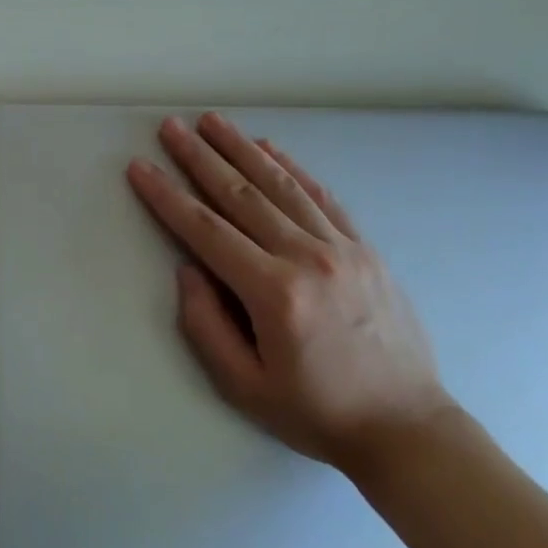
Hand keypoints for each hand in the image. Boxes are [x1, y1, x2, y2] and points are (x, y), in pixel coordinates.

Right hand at [126, 113, 454, 470]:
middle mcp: (307, 258)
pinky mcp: (364, 247)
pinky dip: (292, 167)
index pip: (207, 231)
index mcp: (274, 294)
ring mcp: (341, 247)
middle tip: (171, 127)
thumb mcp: (245, 388)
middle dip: (200, 157)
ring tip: (213, 121)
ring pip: (281, 185)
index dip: (168, 196)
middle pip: (242, 195)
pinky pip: (321, 195)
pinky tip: (269, 147)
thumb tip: (188, 270)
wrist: (406, 426)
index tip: (141, 166)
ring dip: (242, 148)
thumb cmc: (318, 413)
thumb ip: (207, 326)